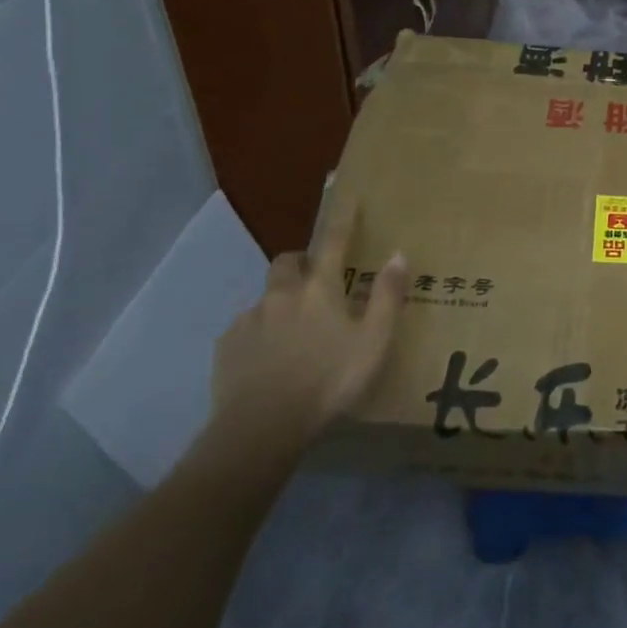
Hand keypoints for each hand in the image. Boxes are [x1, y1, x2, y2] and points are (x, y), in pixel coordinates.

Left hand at [209, 209, 408, 460]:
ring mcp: (250, 320)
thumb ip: (387, 297)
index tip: (348, 199)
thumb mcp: (374, 341)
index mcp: (320, 289)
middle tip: (315, 279)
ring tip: (293, 329)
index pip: (334, 242)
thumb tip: (399, 254)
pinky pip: (245, 329)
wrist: (261, 428)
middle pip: (288, 262)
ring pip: (266, 297)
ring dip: (280, 301)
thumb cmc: (329, 381)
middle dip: (301, 262)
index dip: (343, 219)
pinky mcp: (227, 347)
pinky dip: (259, 333)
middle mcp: (282, 294)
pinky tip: (268, 358)